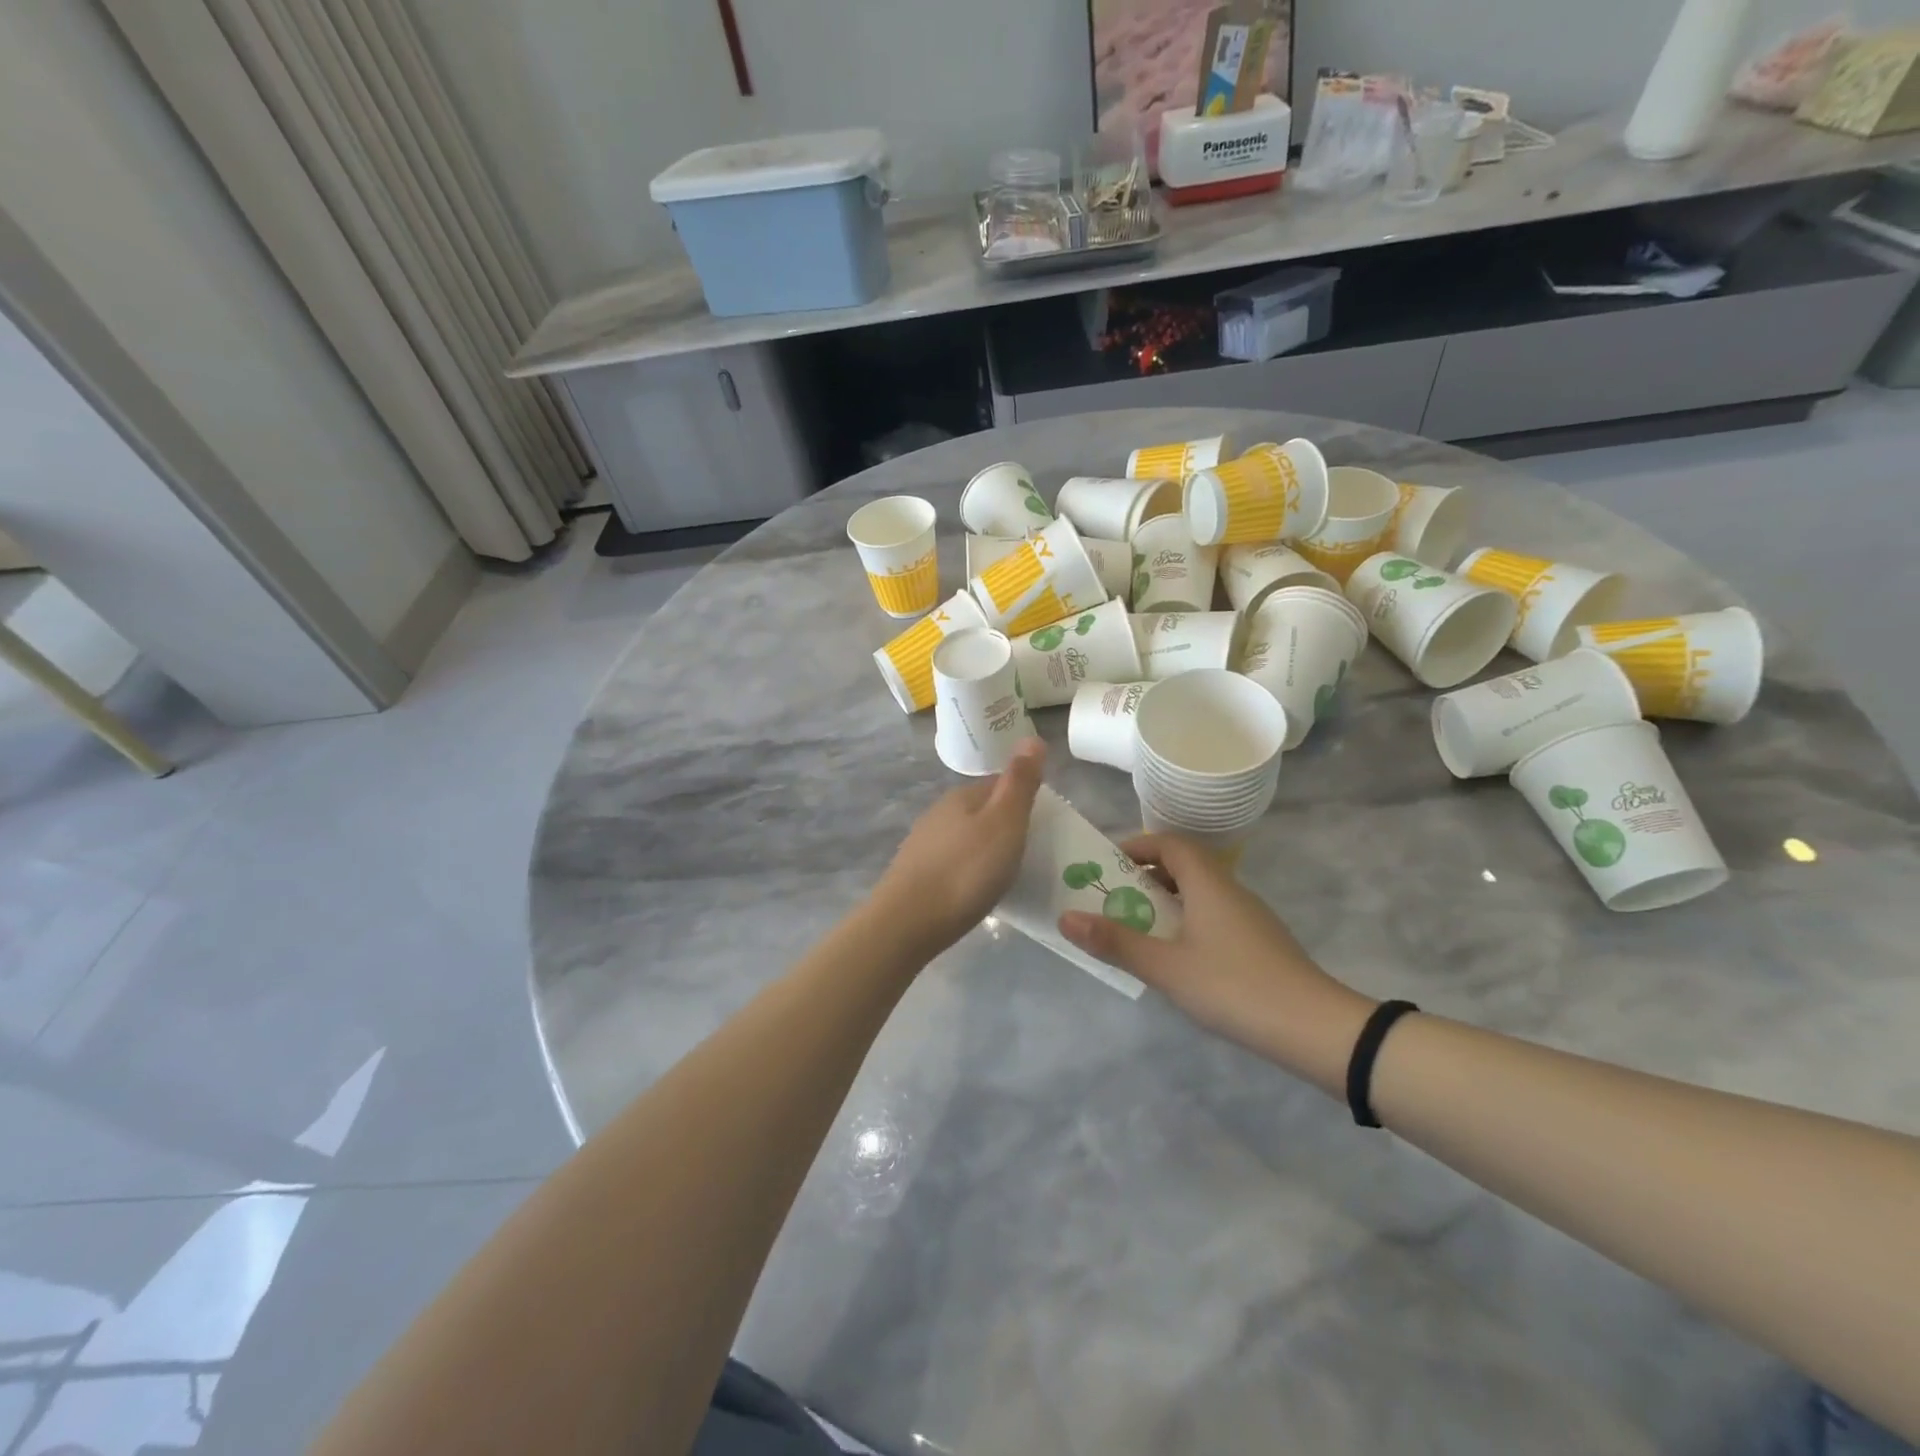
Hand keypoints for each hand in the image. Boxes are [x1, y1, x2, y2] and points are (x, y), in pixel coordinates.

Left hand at [872, 739, 1044, 953]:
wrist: (908, 922)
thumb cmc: (966, 871)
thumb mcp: (1004, 823)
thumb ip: (1019, 782)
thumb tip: (1031, 737)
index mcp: (962, 796)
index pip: (998, 784)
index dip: (1022, 799)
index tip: (1043, 823)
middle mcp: (939, 813)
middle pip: (980, 811)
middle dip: (1003, 825)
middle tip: (1030, 852)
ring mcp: (923, 844)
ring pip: (964, 837)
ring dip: (984, 849)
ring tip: (1006, 874)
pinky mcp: (914, 874)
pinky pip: (951, 862)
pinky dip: (967, 870)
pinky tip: (975, 890)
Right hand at [1060, 833, 1376, 1095]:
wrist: (1314, 1028)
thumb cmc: (1233, 986)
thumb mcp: (1166, 967)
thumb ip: (1116, 942)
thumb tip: (1065, 917)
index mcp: (1208, 883)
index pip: (1170, 843)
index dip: (1137, 846)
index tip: (1108, 864)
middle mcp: (1230, 890)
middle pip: (1184, 866)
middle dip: (1145, 877)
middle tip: (1113, 898)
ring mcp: (1250, 917)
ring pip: (1199, 894)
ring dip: (1166, 902)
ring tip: (1136, 928)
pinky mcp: (1260, 943)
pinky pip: (1213, 917)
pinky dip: (1187, 923)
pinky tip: (1177, 958)